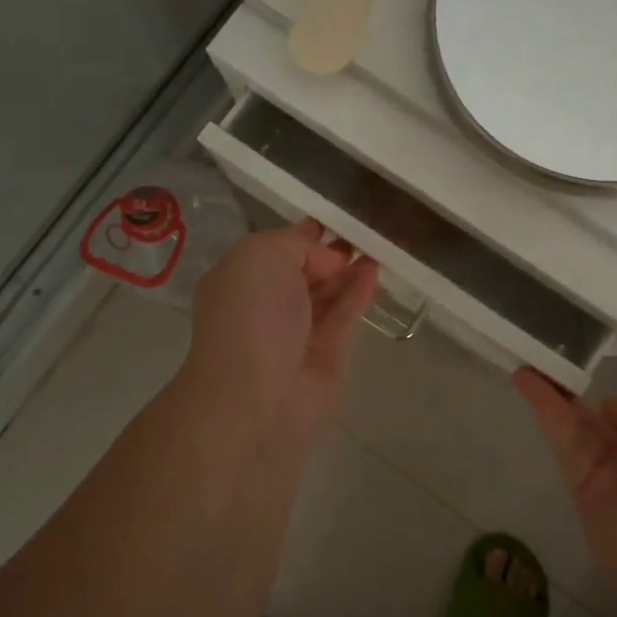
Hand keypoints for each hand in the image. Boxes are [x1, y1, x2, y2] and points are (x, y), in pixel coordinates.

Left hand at [182, 220, 379, 454]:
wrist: (258, 396)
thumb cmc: (252, 315)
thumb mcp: (261, 256)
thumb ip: (294, 242)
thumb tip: (324, 250)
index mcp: (240, 279)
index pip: (276, 250)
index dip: (303, 236)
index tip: (333, 220)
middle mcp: (265, 304)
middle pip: (303, 271)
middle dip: (329, 253)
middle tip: (362, 232)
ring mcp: (296, 331)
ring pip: (327, 293)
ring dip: (349, 270)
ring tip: (376, 247)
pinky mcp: (326, 354)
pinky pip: (345, 315)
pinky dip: (359, 292)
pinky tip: (375, 271)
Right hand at [513, 371, 616, 615]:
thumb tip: (608, 411)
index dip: (614, 402)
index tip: (590, 374)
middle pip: (599, 424)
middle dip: (573, 396)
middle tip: (545, 362)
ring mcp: (610, 483)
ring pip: (575, 430)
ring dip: (550, 396)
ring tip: (526, 362)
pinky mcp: (584, 496)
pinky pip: (565, 446)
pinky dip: (545, 411)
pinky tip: (527, 382)